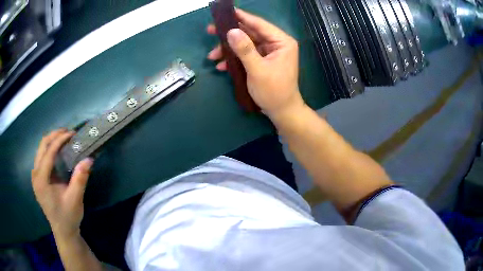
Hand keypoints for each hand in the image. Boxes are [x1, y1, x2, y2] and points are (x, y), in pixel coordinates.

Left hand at [31, 129, 92, 237]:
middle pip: (42, 146)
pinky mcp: (38, 177)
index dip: (60, 140)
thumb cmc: (68, 217)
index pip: (48, 152)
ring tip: (65, 138)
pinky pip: (42, 156)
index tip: (72, 134)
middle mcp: (35, 174)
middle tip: (69, 133)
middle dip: (55, 135)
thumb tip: (89, 158)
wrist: (63, 231)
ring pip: (41, 149)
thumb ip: (80, 179)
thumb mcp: (75, 200)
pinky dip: (50, 149)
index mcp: (41, 180)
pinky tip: (58, 151)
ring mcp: (35, 175)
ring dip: (52, 141)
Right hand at [207, 9, 305, 120]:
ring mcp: (268, 52)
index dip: (241, 17)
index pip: (259, 24)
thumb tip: (231, 31)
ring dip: (228, 49)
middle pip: (250, 32)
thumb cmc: (273, 91)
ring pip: (245, 44)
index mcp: (281, 41)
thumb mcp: (257, 69)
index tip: (226, 11)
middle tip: (211, 30)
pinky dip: (234, 59)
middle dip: (230, 34)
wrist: (281, 112)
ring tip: (212, 55)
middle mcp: (276, 43)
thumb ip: (244, 49)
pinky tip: (221, 65)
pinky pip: (246, 55)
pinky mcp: (262, 61)